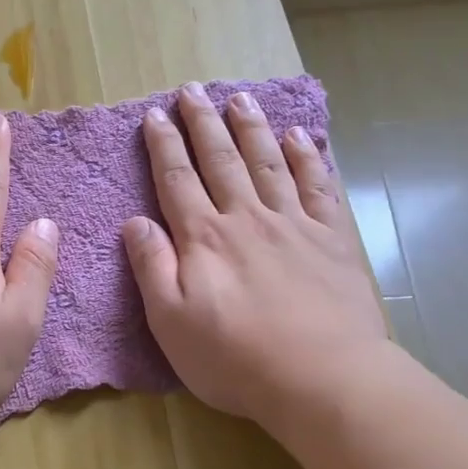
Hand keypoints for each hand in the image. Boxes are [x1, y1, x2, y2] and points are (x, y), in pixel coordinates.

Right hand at [122, 82, 387, 428]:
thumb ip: (152, 266)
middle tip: (193, 89)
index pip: (177, 180)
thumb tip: (135, 221)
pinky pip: (318, 186)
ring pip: (267, 163)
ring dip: (251, 128)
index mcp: (204, 238)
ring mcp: (293, 224)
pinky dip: (307, 157)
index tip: (156, 114)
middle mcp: (246, 218)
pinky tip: (299, 136)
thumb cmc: (235, 358)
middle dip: (204, 123)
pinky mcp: (332, 239)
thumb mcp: (171, 321)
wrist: (322, 378)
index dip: (164, 145)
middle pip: (221, 160)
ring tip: (240, 98)